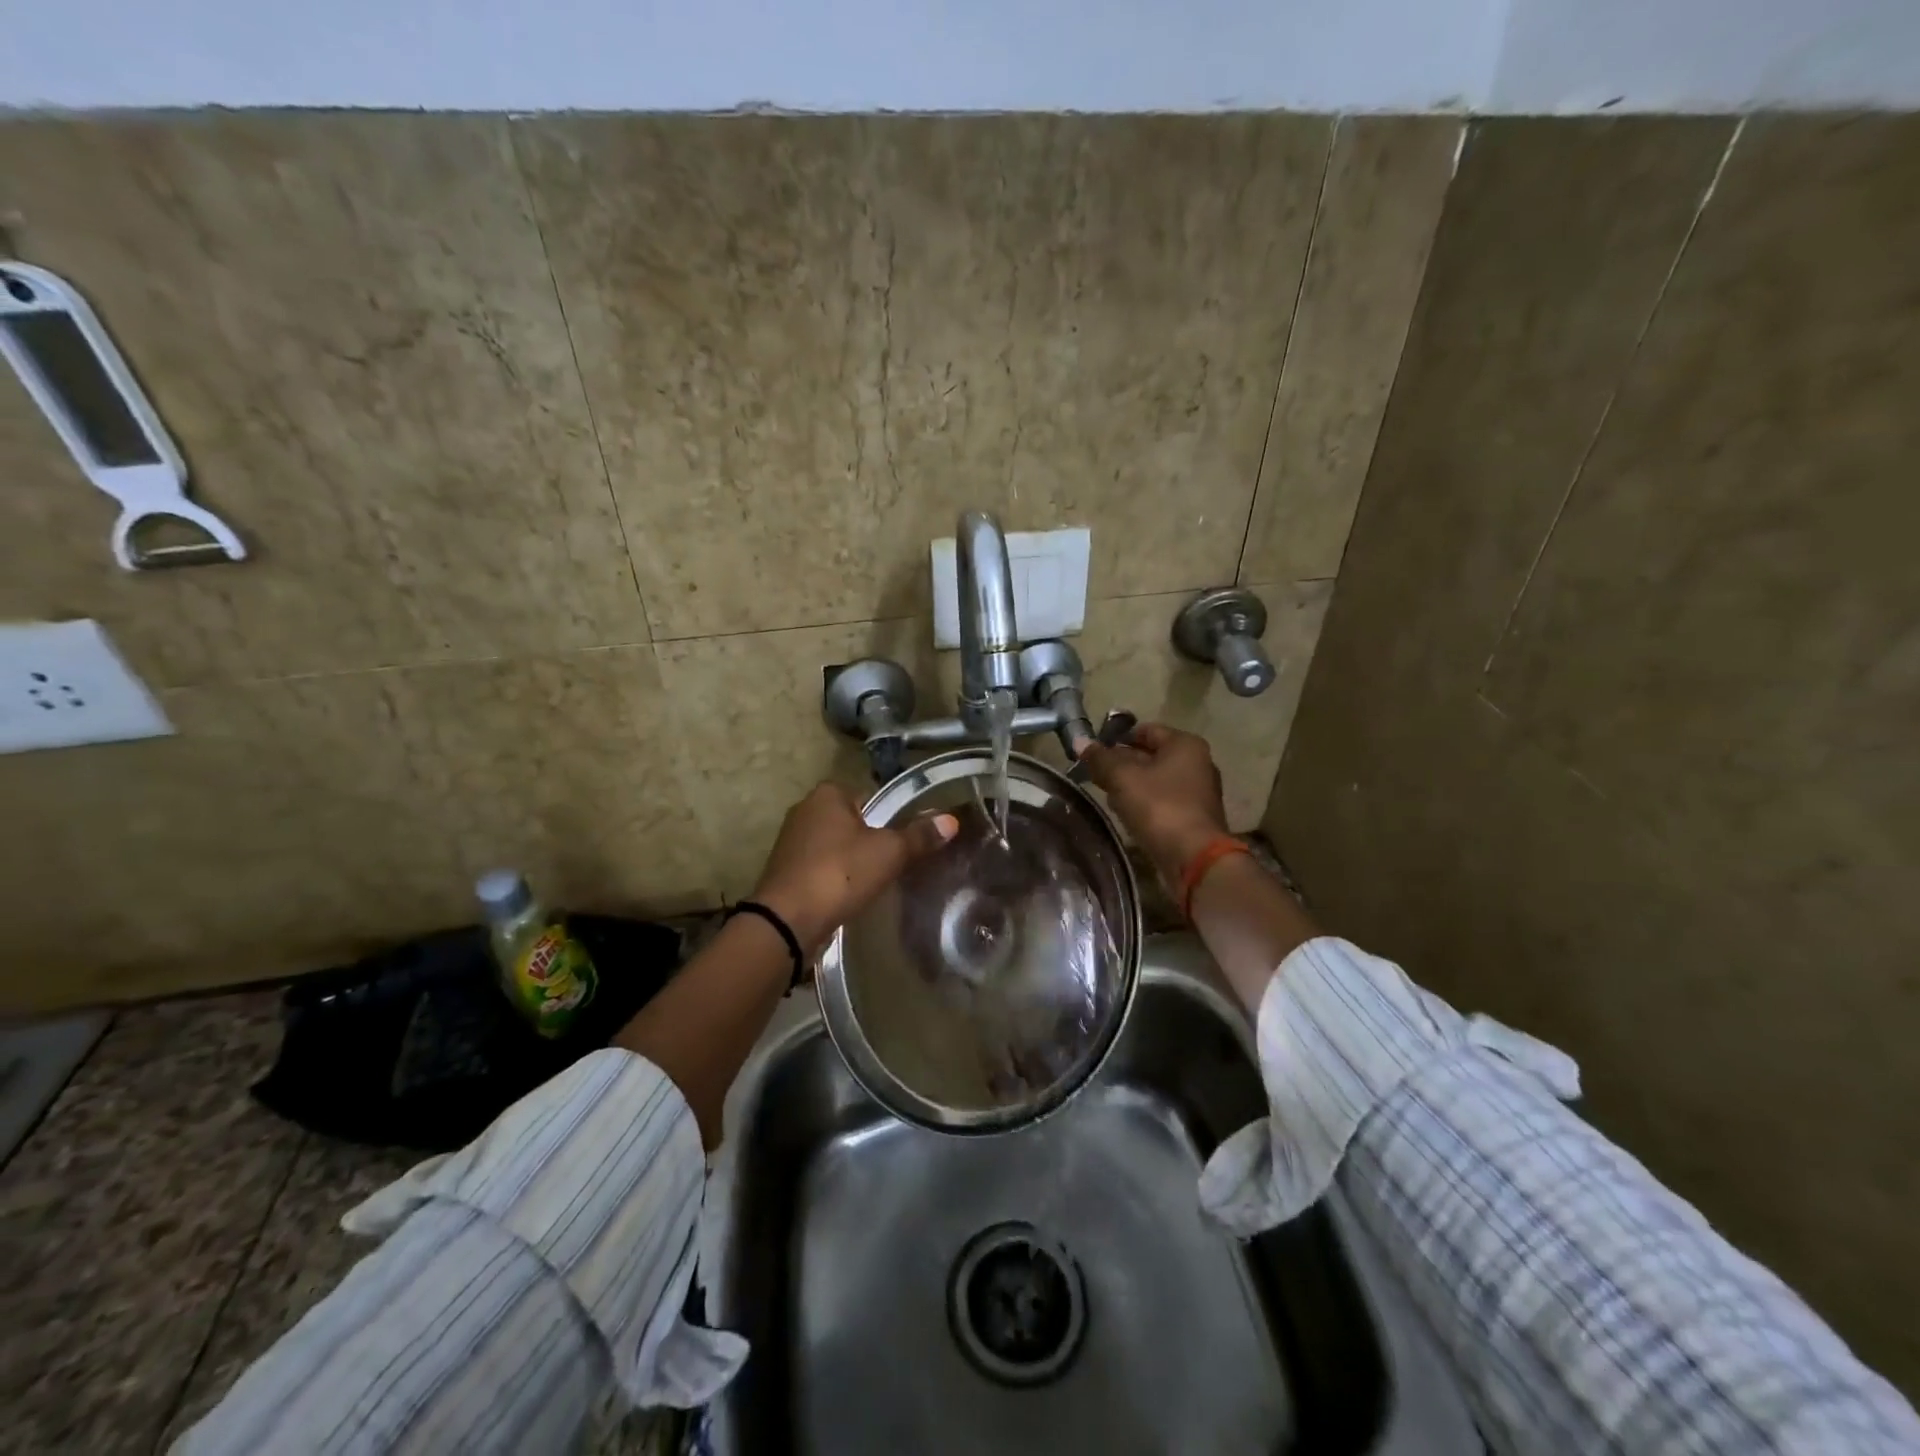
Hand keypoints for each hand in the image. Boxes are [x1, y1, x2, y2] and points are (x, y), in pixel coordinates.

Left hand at [751, 783, 958, 952]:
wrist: (787, 921)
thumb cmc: (840, 874)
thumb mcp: (889, 853)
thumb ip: (919, 836)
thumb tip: (951, 820)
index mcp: (828, 794)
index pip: (871, 797)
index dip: (891, 817)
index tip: (905, 842)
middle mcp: (805, 809)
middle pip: (853, 821)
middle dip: (871, 840)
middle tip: (894, 864)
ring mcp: (791, 841)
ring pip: (835, 845)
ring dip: (852, 861)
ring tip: (874, 882)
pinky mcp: (785, 870)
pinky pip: (821, 867)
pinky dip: (835, 878)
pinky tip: (849, 895)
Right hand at [1075, 723, 1229, 887]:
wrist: (1194, 858)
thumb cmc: (1159, 807)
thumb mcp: (1122, 778)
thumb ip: (1100, 758)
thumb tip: (1080, 741)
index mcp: (1184, 744)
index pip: (1145, 730)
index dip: (1117, 737)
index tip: (1094, 750)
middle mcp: (1197, 763)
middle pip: (1151, 755)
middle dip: (1122, 763)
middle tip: (1094, 774)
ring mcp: (1198, 792)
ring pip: (1155, 780)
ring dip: (1131, 785)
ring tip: (1105, 795)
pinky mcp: (1194, 818)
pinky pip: (1163, 801)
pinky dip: (1144, 803)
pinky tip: (1125, 814)